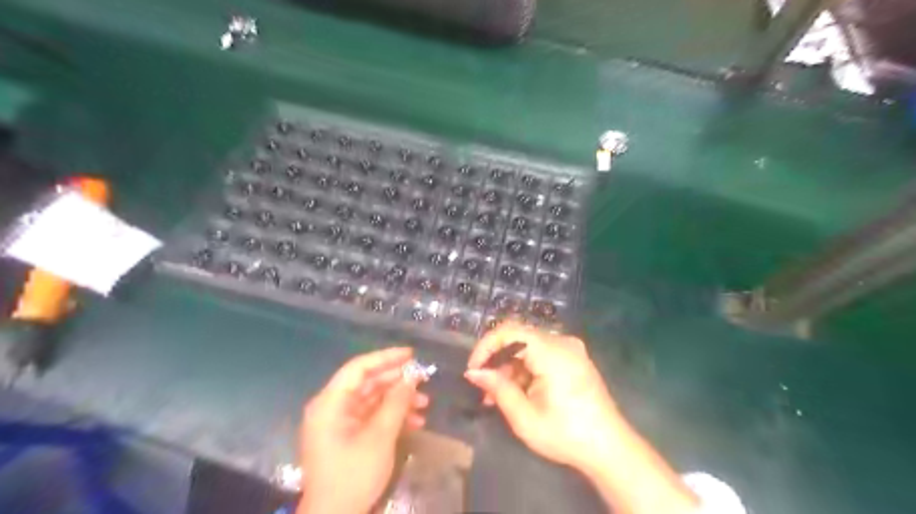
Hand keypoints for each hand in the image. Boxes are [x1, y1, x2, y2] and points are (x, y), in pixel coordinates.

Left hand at [300, 348, 431, 511]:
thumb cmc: (353, 475)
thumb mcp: (379, 437)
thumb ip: (396, 402)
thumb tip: (412, 376)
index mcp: (330, 403)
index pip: (359, 368)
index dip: (386, 358)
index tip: (412, 355)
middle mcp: (332, 408)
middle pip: (367, 383)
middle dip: (397, 382)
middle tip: (424, 380)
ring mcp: (339, 423)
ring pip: (372, 400)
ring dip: (398, 400)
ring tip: (425, 404)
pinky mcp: (347, 437)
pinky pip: (371, 417)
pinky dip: (392, 417)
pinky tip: (415, 421)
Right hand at [465, 322, 622, 474]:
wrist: (610, 448)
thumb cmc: (566, 434)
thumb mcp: (524, 416)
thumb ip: (497, 389)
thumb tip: (473, 373)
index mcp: (552, 351)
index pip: (510, 331)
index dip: (486, 346)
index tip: (473, 369)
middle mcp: (562, 341)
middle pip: (518, 339)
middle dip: (497, 362)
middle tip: (483, 389)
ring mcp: (570, 349)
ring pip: (528, 348)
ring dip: (510, 369)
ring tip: (497, 398)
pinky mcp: (574, 358)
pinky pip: (541, 355)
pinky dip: (526, 370)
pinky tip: (518, 393)